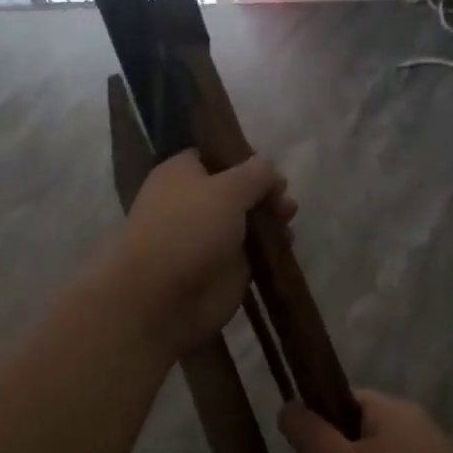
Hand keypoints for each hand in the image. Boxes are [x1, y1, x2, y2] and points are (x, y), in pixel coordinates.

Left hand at [105, 150, 294, 359]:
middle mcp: (194, 202)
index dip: (244, 158)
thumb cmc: (189, 229)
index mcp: (182, 174)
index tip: (270, 166)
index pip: (215, 156)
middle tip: (283, 199)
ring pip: (248, 220)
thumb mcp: (227, 189)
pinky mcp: (225, 268)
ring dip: (271, 218)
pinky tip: (285, 243)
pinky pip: (253, 251)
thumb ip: (254, 174)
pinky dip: (270, 247)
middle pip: (238, 189)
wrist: (164, 296)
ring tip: (287, 220)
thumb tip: (268, 167)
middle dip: (264, 191)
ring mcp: (209, 237)